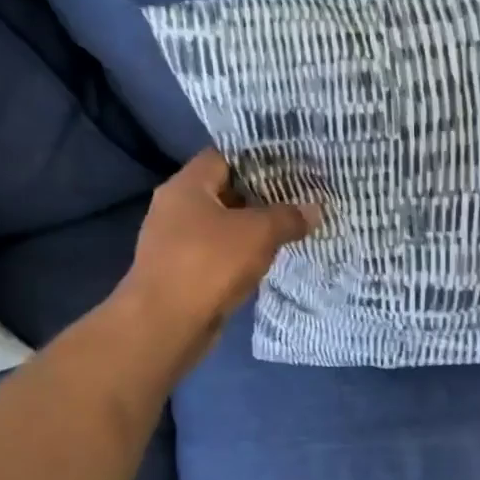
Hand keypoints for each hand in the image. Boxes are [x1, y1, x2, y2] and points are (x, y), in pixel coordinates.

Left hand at [111, 149, 318, 376]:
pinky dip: (239, 255)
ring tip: (288, 230)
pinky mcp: (181, 272)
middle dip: (260, 197)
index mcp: (187, 186)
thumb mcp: (259, 233)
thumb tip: (314, 209)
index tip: (290, 168)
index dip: (257, 159)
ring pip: (221, 226)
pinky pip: (216, 254)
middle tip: (297, 199)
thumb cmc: (210, 263)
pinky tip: (265, 262)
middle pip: (223, 191)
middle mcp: (175, 208)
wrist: (166, 323)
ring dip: (251, 230)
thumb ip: (288, 217)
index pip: (224, 157)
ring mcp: (175, 242)